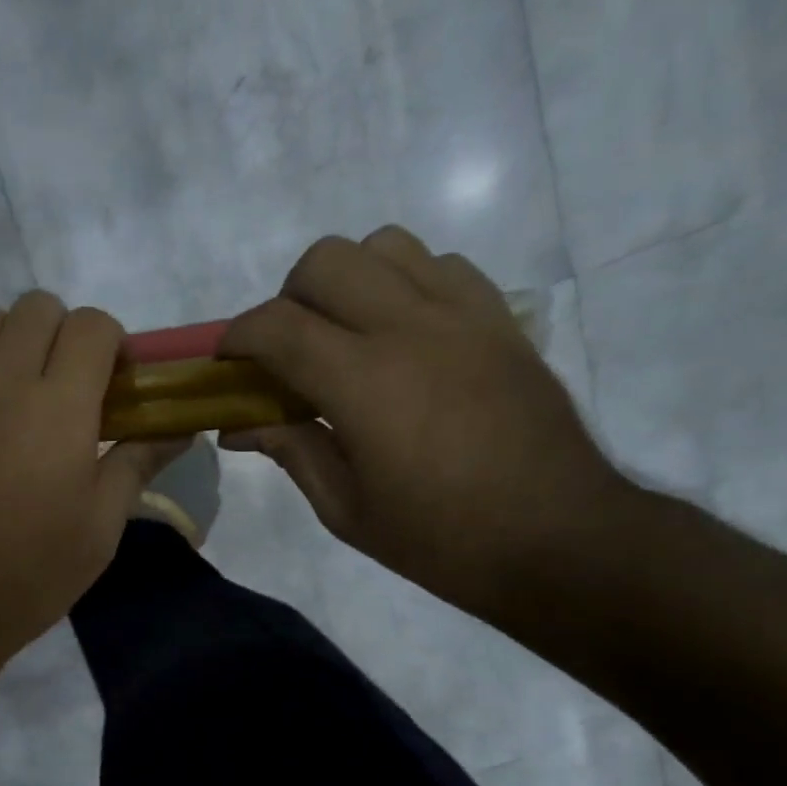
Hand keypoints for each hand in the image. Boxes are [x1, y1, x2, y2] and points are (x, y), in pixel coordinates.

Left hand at [0, 292, 189, 664]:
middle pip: (34, 307)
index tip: (111, 379)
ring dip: (3, 339)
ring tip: (9, 384)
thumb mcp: (101, 526)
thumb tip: (181, 428)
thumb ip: (139, 464)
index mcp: (59, 407)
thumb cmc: (34, 572)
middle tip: (62, 380)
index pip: (91, 325)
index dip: (109, 341)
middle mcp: (1, 384)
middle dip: (59, 331)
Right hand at [220, 227, 627, 618]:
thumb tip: (238, 426)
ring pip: (385, 246)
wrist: (559, 539)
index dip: (237, 338)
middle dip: (288, 299)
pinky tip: (403, 335)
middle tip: (289, 351)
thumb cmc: (440, 538)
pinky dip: (405, 284)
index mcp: (364, 383)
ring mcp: (463, 315)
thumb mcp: (345, 509)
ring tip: (346, 335)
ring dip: (348, 281)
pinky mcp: (500, 319)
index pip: (277, 325)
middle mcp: (411, 328)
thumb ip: (290, 450)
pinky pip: (441, 266)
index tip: (227, 362)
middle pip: (326, 261)